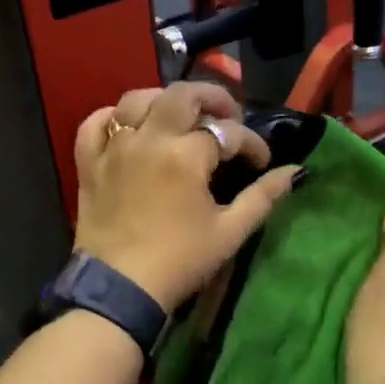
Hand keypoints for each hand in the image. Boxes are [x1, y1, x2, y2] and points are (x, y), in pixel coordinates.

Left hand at [73, 82, 302, 309]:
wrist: (121, 288)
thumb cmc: (180, 261)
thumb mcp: (230, 231)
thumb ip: (263, 197)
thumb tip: (295, 172)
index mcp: (186, 155)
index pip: (227, 132)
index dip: (252, 143)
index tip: (261, 162)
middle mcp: (149, 139)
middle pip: (182, 95)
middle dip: (212, 99)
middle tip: (227, 117)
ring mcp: (114, 148)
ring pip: (136, 99)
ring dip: (163, 101)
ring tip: (180, 117)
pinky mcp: (89, 163)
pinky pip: (95, 124)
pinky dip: (113, 118)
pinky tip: (130, 127)